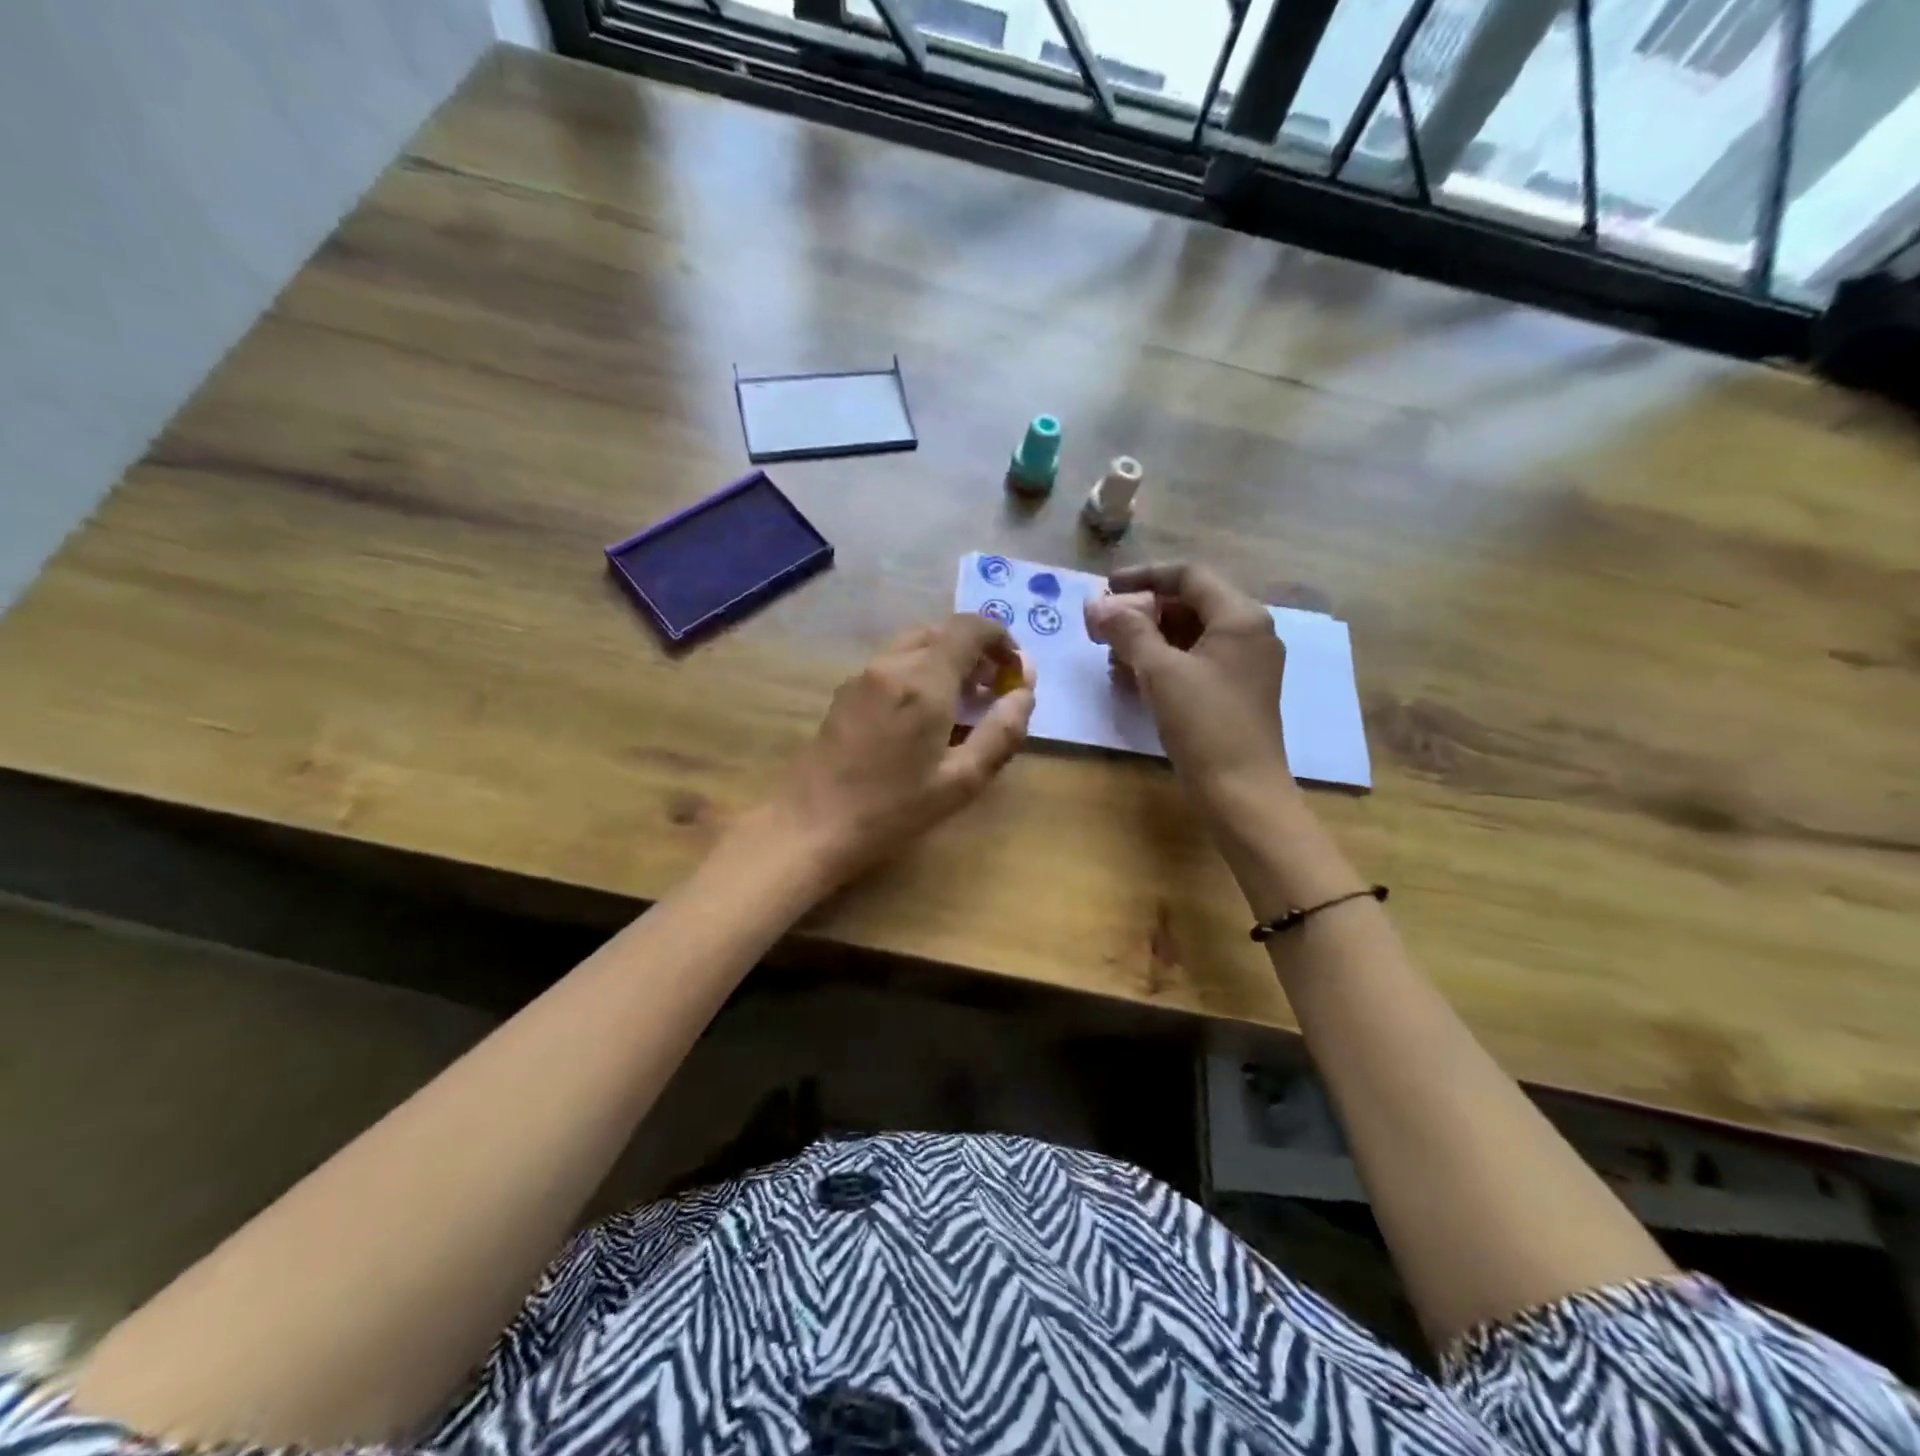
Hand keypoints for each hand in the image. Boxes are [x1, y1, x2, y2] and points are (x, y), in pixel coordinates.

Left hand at [764, 615, 1033, 885]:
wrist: (811, 823)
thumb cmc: (892, 809)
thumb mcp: (961, 781)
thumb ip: (1001, 733)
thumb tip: (1024, 695)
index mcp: (924, 681)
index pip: (970, 628)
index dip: (1001, 639)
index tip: (1014, 671)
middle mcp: (893, 664)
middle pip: (943, 632)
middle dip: (976, 651)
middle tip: (992, 690)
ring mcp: (864, 675)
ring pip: (916, 644)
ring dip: (947, 660)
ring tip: (962, 703)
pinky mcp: (847, 691)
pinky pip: (894, 662)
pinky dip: (920, 670)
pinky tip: (924, 714)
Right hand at [1094, 562, 1292, 817]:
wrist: (1241, 792)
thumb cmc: (1203, 724)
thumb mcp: (1160, 672)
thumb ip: (1129, 631)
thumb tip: (1098, 605)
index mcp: (1240, 617)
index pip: (1189, 575)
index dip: (1143, 576)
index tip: (1105, 588)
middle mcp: (1250, 632)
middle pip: (1190, 603)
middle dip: (1143, 612)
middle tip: (1103, 627)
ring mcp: (1246, 663)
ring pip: (1191, 634)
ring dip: (1149, 638)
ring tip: (1112, 656)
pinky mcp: (1236, 690)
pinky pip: (1196, 661)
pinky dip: (1164, 662)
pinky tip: (1132, 678)